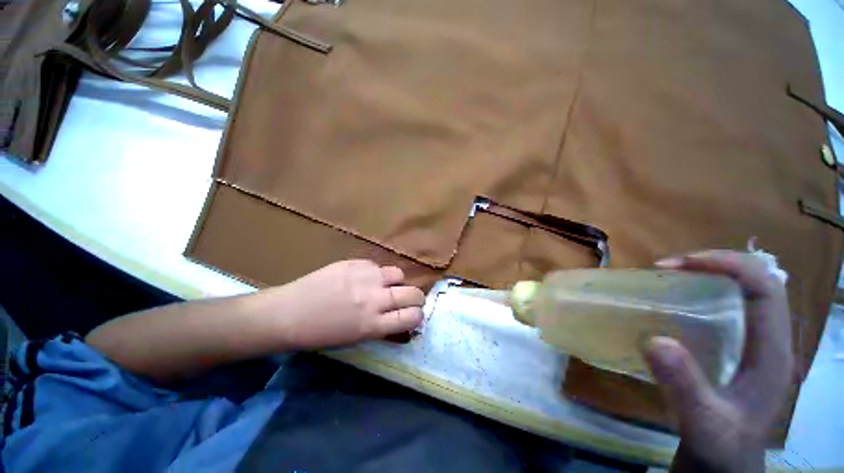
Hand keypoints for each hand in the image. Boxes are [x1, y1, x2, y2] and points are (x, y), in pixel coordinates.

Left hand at [267, 260, 425, 348]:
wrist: (290, 314)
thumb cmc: (320, 336)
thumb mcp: (355, 340)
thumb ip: (379, 328)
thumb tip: (397, 320)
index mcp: (373, 326)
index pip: (412, 317)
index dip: (417, 317)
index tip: (412, 317)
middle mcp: (374, 300)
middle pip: (413, 294)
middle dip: (415, 299)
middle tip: (407, 302)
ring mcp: (363, 279)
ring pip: (398, 274)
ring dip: (397, 282)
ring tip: (385, 287)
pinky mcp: (351, 263)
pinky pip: (375, 265)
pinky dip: (376, 273)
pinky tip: (363, 280)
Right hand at [646, 251, 793, 472]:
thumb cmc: (721, 456)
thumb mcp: (701, 426)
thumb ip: (683, 384)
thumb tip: (653, 339)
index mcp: (774, 353)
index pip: (761, 284)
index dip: (727, 263)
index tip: (685, 264)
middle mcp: (780, 342)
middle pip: (764, 279)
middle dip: (727, 264)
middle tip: (687, 267)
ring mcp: (774, 349)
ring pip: (762, 291)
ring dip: (732, 276)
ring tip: (697, 277)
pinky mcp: (764, 358)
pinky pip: (755, 310)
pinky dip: (734, 296)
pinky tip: (714, 306)